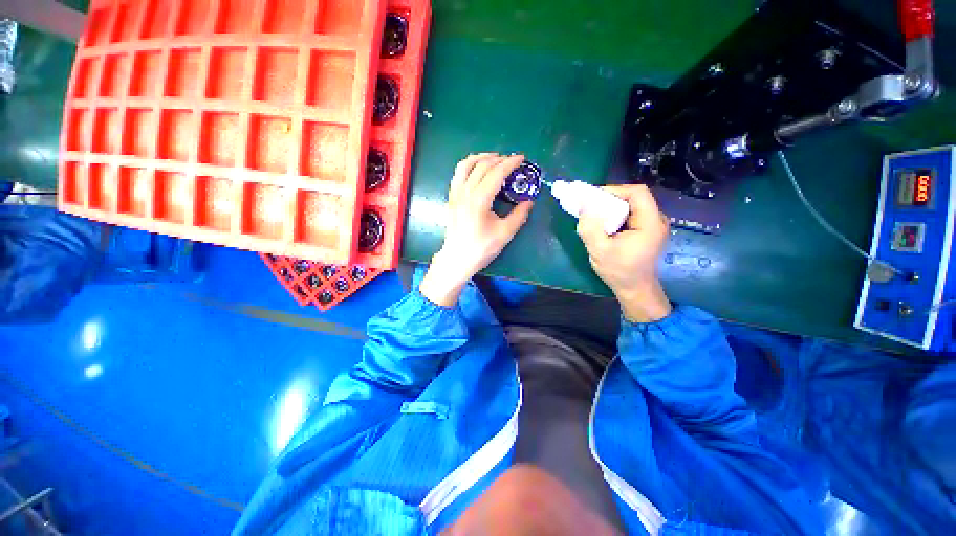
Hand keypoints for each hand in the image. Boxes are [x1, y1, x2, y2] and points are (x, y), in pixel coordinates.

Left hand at [420, 153, 533, 305]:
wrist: (457, 259)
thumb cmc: (481, 248)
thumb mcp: (505, 234)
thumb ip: (519, 215)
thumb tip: (529, 201)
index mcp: (479, 200)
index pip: (496, 173)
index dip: (510, 163)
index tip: (522, 158)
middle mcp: (465, 192)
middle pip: (482, 166)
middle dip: (499, 159)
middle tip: (512, 161)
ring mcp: (455, 194)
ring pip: (465, 165)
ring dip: (481, 157)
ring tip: (494, 158)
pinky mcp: (451, 198)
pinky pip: (458, 174)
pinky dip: (468, 165)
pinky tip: (477, 170)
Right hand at [577, 185, 671, 322]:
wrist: (635, 290)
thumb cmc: (619, 271)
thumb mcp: (599, 250)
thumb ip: (590, 228)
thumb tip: (583, 205)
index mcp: (650, 223)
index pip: (637, 192)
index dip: (615, 190)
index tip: (594, 198)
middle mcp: (656, 220)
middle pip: (634, 198)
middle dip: (610, 200)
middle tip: (590, 207)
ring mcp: (653, 226)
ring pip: (631, 206)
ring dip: (611, 208)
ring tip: (594, 216)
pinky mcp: (647, 231)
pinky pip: (631, 215)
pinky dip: (616, 216)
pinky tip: (604, 225)